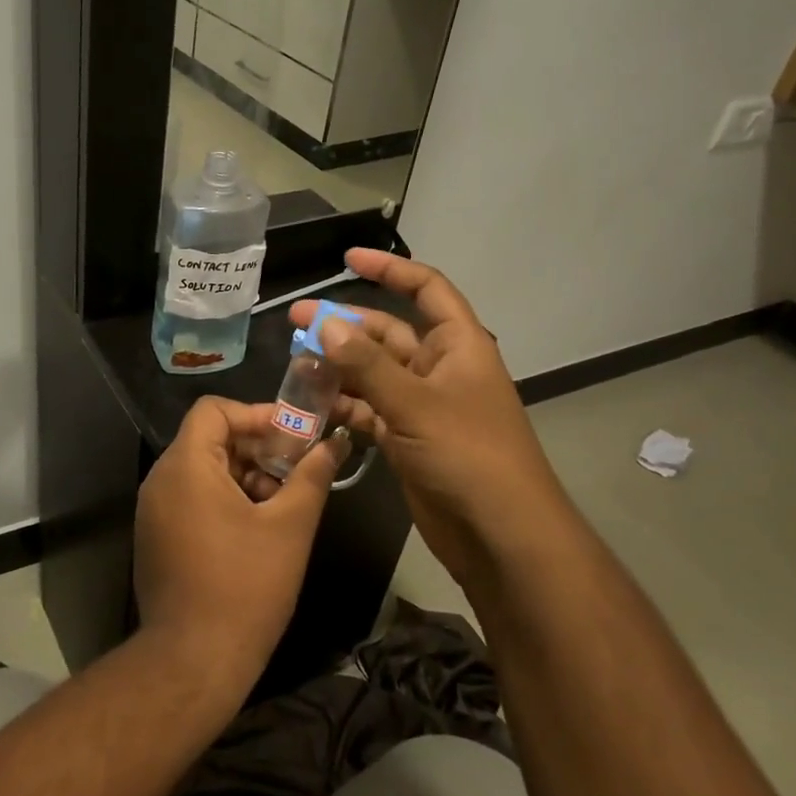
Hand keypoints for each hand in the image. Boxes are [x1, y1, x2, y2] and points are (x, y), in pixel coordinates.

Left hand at [133, 397, 347, 697]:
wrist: (194, 660)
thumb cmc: (245, 586)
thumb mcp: (289, 526)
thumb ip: (312, 476)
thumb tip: (334, 443)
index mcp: (186, 465)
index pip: (214, 410)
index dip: (255, 414)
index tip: (292, 436)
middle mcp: (161, 479)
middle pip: (209, 438)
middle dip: (256, 448)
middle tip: (296, 469)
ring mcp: (153, 510)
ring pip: (202, 469)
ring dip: (244, 475)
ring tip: (282, 502)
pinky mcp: (156, 536)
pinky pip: (191, 496)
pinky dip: (224, 497)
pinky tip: (257, 527)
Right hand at [291, 249, 567, 596]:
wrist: (501, 536)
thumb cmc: (469, 455)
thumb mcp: (416, 403)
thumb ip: (368, 364)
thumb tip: (326, 324)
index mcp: (458, 345)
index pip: (425, 290)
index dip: (389, 270)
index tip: (347, 259)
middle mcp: (439, 369)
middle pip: (386, 333)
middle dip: (343, 325)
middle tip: (294, 321)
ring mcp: (421, 405)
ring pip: (372, 373)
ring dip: (337, 367)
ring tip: (293, 363)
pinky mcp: (407, 438)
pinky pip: (368, 410)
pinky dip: (342, 405)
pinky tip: (311, 405)